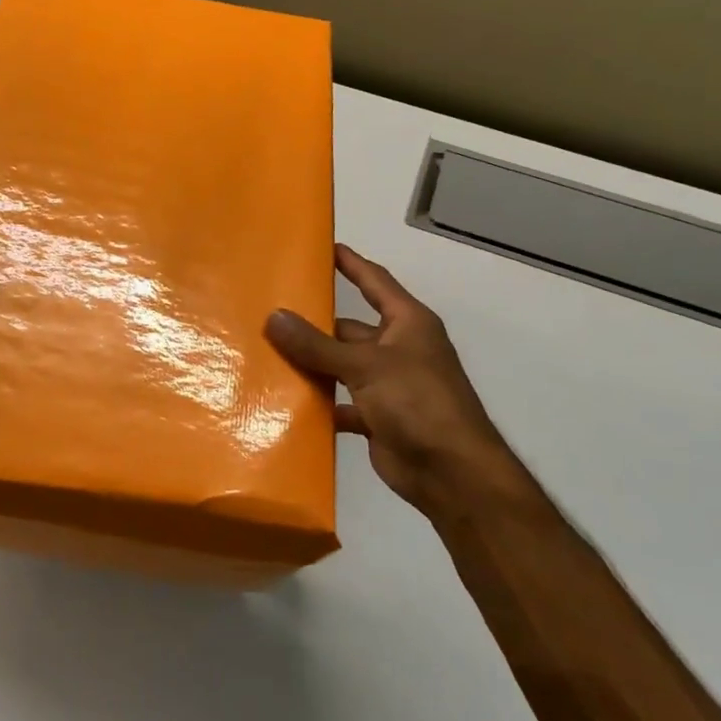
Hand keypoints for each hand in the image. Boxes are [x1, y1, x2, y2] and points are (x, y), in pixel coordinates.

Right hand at [265, 244, 526, 519]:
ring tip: (267, 353)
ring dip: (313, 363)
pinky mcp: (377, 417)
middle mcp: (399, 349)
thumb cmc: (418, 402)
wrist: (452, 474)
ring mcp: (388, 385)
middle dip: (315, 323)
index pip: (374, 281)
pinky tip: (287, 400)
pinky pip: (341, 402)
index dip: (351, 263)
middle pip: (350, 327)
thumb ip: (317, 344)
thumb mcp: (365, 366)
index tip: (322, 247)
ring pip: (341, 365)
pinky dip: (320, 403)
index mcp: (407, 324)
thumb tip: (273, 317)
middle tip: (270, 311)